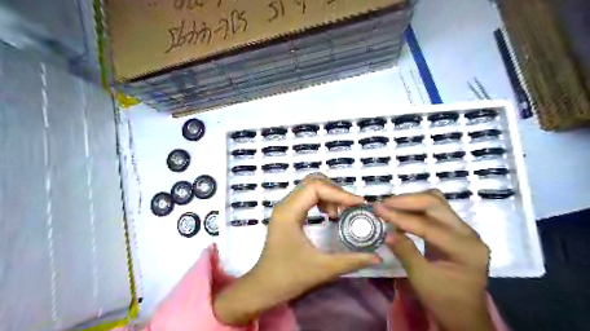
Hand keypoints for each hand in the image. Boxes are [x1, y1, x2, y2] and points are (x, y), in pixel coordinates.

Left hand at [214, 175, 377, 324]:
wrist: (263, 287)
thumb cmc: (288, 277)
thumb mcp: (322, 269)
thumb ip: (351, 261)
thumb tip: (377, 256)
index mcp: (288, 212)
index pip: (316, 187)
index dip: (339, 193)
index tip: (359, 204)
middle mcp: (285, 204)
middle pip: (313, 181)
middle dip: (335, 191)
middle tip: (349, 208)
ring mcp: (285, 208)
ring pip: (310, 187)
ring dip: (329, 195)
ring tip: (338, 214)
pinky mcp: (288, 213)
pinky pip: (307, 197)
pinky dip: (322, 200)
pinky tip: (329, 215)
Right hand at [376, 190, 493, 329]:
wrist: (463, 314)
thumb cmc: (444, 300)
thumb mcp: (422, 279)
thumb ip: (406, 253)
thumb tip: (387, 233)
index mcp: (465, 249)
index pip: (428, 226)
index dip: (400, 216)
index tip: (378, 208)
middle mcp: (468, 234)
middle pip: (436, 204)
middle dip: (406, 201)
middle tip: (383, 204)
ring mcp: (463, 230)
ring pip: (435, 203)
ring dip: (411, 201)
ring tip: (389, 206)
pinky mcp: (455, 230)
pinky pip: (434, 211)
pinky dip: (415, 209)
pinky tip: (400, 213)